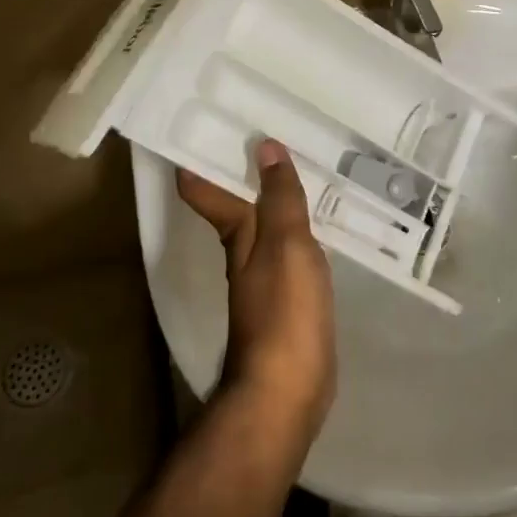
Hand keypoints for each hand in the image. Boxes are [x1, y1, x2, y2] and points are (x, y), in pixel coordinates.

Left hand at [178, 140, 336, 438]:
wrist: (286, 392)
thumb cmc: (283, 311)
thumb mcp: (286, 244)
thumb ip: (280, 197)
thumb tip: (265, 145)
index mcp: (236, 233)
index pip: (204, 189)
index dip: (198, 158)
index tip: (202, 124)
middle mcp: (244, 250)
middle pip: (237, 201)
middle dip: (246, 168)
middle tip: (267, 129)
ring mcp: (264, 275)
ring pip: (265, 221)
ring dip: (274, 195)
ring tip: (298, 164)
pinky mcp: (288, 296)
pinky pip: (289, 246)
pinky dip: (297, 225)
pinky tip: (318, 220)